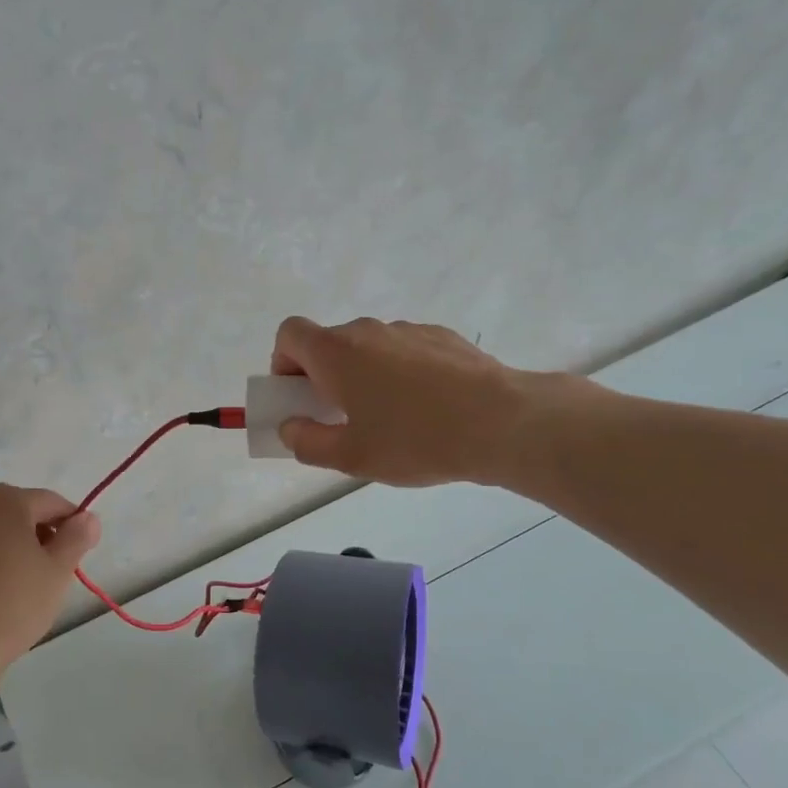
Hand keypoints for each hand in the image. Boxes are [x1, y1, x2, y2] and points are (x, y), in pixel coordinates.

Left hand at [0, 485, 100, 676]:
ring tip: (29, 585)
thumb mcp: (58, 569)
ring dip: (18, 548)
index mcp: (6, 501)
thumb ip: (77, 537)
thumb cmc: (14, 602)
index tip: (82, 554)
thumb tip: (87, 518)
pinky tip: (1, 594)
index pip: (52, 503)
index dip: (73, 525)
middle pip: (22, 513)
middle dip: (43, 535)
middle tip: (56, 571)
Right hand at [271, 315, 566, 488]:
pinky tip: (427, 409)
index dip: (284, 362)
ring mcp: (409, 330)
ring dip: (364, 375)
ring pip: (369, 349)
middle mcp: (368, 331)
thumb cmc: (415, 439)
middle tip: (341, 419)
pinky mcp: (443, 338)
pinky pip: (405, 351)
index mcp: (337, 352)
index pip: (290, 334)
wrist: (503, 422)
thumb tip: (290, 428)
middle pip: (330, 343)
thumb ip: (307, 443)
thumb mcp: (351, 457)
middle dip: (324, 377)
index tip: (299, 396)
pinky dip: (401, 373)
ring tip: (391, 420)